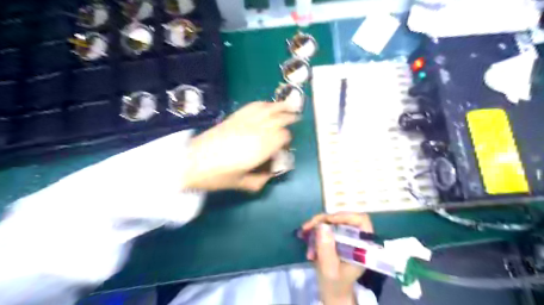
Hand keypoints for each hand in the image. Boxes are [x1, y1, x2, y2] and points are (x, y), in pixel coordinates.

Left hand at [183, 102, 296, 192]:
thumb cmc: (217, 176)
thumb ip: (259, 181)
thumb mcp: (241, 183)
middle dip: (288, 118)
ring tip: (289, 104)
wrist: (191, 162)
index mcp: (260, 148)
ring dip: (279, 106)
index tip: (286, 144)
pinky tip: (267, 104)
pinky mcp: (234, 118)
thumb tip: (269, 176)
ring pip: (267, 110)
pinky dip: (262, 104)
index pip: (282, 137)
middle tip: (296, 117)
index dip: (287, 139)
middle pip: (277, 120)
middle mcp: (256, 131)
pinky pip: (252, 107)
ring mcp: (244, 122)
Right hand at [302, 213, 374, 303]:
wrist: (332, 292)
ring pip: (332, 221)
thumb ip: (327, 249)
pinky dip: (315, 231)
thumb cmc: (335, 284)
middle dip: (323, 220)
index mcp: (362, 246)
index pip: (361, 221)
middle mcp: (355, 238)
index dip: (345, 216)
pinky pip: (326, 227)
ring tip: (304, 235)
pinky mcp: (337, 237)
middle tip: (307, 227)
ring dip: (316, 226)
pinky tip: (307, 241)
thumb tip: (322, 225)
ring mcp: (346, 236)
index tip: (327, 220)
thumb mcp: (329, 269)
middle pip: (343, 218)